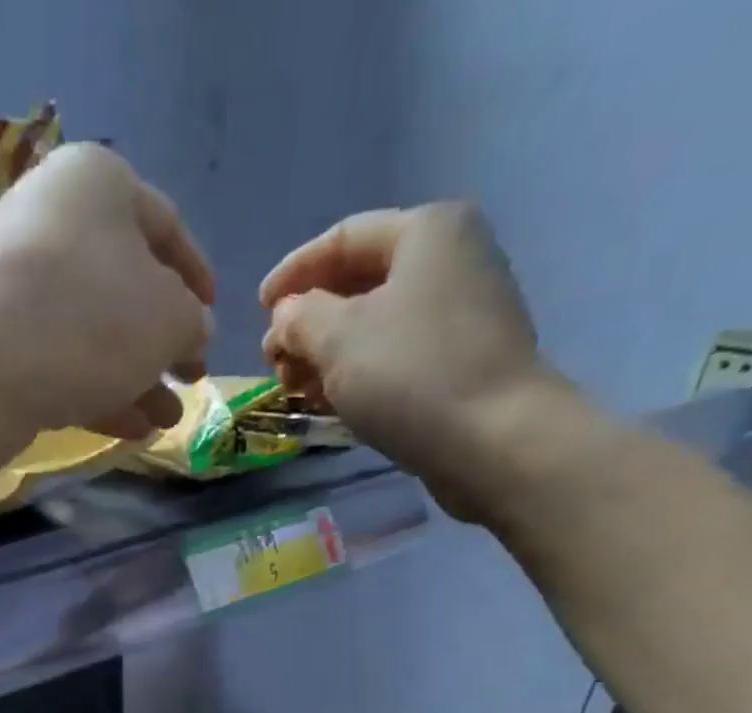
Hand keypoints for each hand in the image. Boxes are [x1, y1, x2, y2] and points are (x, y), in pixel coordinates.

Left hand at [0, 143, 214, 441]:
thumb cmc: (89, 319)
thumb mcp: (169, 318)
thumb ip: (192, 323)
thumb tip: (192, 331)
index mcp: (98, 186)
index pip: (165, 224)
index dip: (196, 274)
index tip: (214, 314)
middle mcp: (54, 225)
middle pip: (128, 286)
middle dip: (166, 341)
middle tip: (192, 378)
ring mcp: (20, 289)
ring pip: (97, 335)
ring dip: (139, 378)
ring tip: (168, 419)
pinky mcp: (0, 346)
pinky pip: (64, 365)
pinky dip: (101, 394)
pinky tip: (132, 430)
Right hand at [260, 204, 564, 517]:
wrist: (492, 441)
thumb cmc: (410, 374)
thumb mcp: (337, 339)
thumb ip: (299, 318)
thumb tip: (287, 317)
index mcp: (426, 232)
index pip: (343, 238)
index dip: (293, 273)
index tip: (258, 310)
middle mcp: (450, 261)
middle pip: (359, 284)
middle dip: (308, 323)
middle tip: (275, 362)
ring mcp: (461, 314)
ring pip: (375, 326)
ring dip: (327, 355)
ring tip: (295, 389)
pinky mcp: (462, 362)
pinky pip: (396, 357)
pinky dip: (357, 375)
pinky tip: (330, 402)